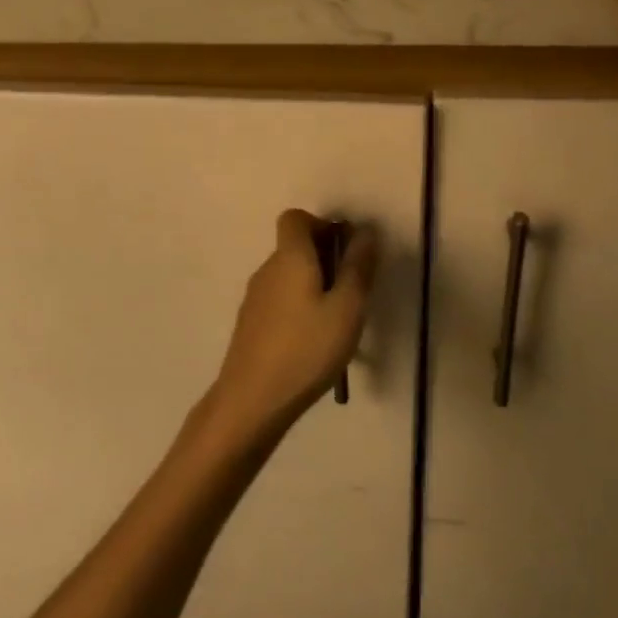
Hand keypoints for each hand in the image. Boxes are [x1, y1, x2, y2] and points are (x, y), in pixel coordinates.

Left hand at [205, 210, 379, 441]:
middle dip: (325, 258)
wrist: (251, 400)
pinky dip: (299, 306)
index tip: (345, 252)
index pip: (295, 217)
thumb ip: (358, 267)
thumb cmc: (306, 349)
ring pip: (288, 275)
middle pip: (294, 246)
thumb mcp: (347, 308)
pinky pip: (279, 299)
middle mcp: (267, 270)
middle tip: (351, 291)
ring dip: (314, 285)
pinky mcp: (250, 324)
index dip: (322, 225)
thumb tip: (366, 230)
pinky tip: (313, 341)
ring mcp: (255, 298)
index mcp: (289, 258)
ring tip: (337, 320)